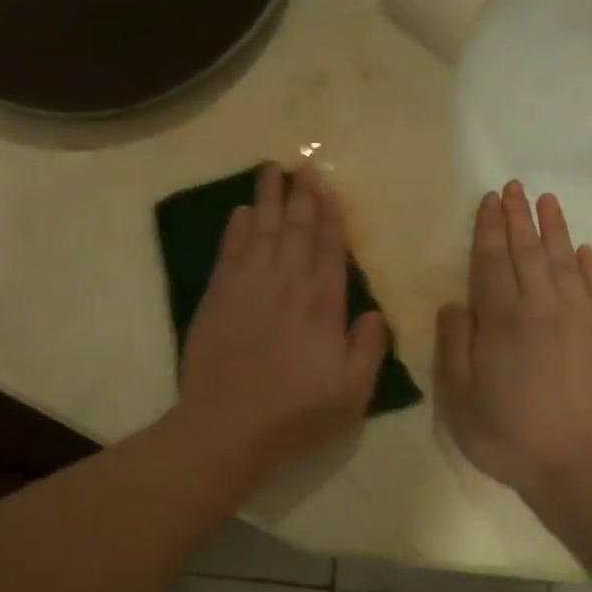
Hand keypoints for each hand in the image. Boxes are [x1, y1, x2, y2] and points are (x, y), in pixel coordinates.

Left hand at [176, 164, 387, 479]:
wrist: (227, 426)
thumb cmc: (295, 414)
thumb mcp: (352, 393)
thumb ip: (368, 348)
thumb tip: (374, 313)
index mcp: (323, 304)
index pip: (330, 247)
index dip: (330, 214)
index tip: (328, 186)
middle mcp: (287, 283)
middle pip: (296, 229)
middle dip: (301, 195)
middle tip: (303, 165)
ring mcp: (249, 286)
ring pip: (261, 230)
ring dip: (267, 199)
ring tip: (271, 170)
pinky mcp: (218, 296)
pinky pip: (229, 251)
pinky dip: (235, 228)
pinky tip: (239, 212)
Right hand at [435, 182, 591, 499]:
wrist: (591, 468)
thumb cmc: (513, 436)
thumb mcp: (460, 399)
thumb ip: (454, 345)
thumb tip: (455, 304)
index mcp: (503, 320)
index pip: (491, 261)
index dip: (488, 228)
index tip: (489, 200)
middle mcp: (544, 306)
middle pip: (529, 251)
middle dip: (518, 217)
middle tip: (514, 187)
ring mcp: (585, 317)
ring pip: (566, 260)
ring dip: (554, 228)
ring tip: (547, 201)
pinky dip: (589, 264)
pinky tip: (583, 250)